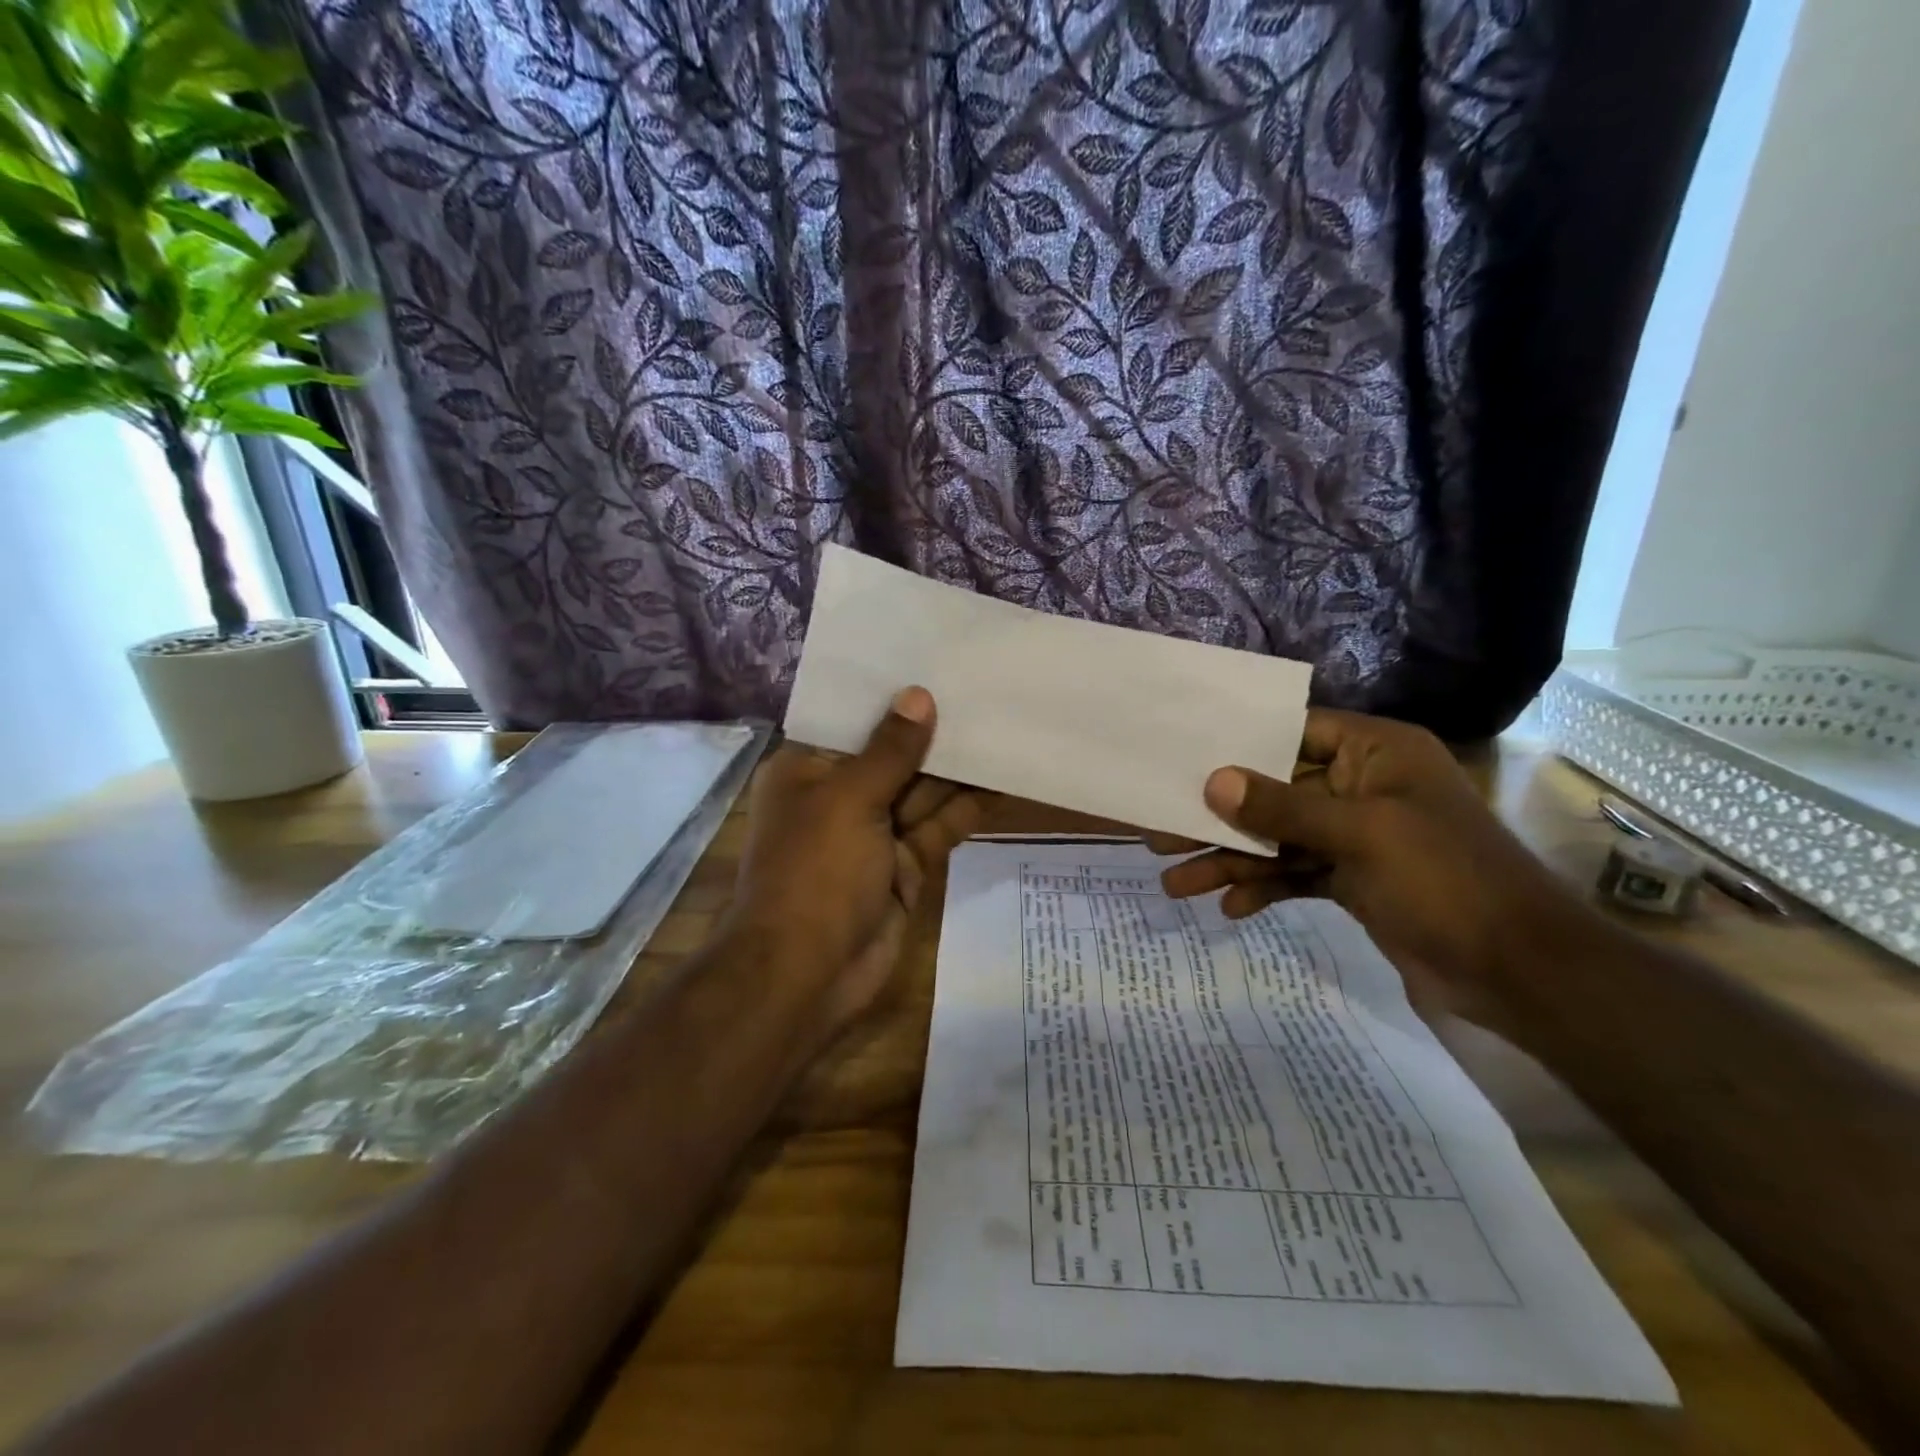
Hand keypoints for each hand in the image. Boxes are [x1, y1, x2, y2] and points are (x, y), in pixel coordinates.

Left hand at [726, 687, 986, 1036]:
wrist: (807, 975)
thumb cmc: (814, 872)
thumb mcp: (850, 799)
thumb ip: (891, 750)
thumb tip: (919, 696)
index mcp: (808, 771)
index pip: (853, 722)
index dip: (892, 697)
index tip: (934, 663)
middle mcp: (841, 797)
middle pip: (893, 755)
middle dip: (933, 730)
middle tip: (983, 688)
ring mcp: (876, 834)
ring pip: (923, 791)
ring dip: (958, 766)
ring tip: (1004, 723)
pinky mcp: (906, 867)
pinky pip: (940, 827)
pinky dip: (969, 808)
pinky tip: (1004, 778)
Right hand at [1153, 709, 1576, 1011]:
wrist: (1519, 973)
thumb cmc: (1446, 880)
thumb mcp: (1361, 835)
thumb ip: (1283, 808)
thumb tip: (1214, 781)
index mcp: (1375, 752)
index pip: (1293, 730)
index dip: (1237, 742)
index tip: (1181, 756)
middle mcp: (1361, 785)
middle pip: (1273, 792)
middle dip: (1220, 818)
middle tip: (1160, 834)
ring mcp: (1356, 835)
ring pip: (1278, 839)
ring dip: (1232, 861)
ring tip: (1177, 885)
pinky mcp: (1352, 879)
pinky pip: (1294, 874)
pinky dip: (1264, 888)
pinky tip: (1231, 908)